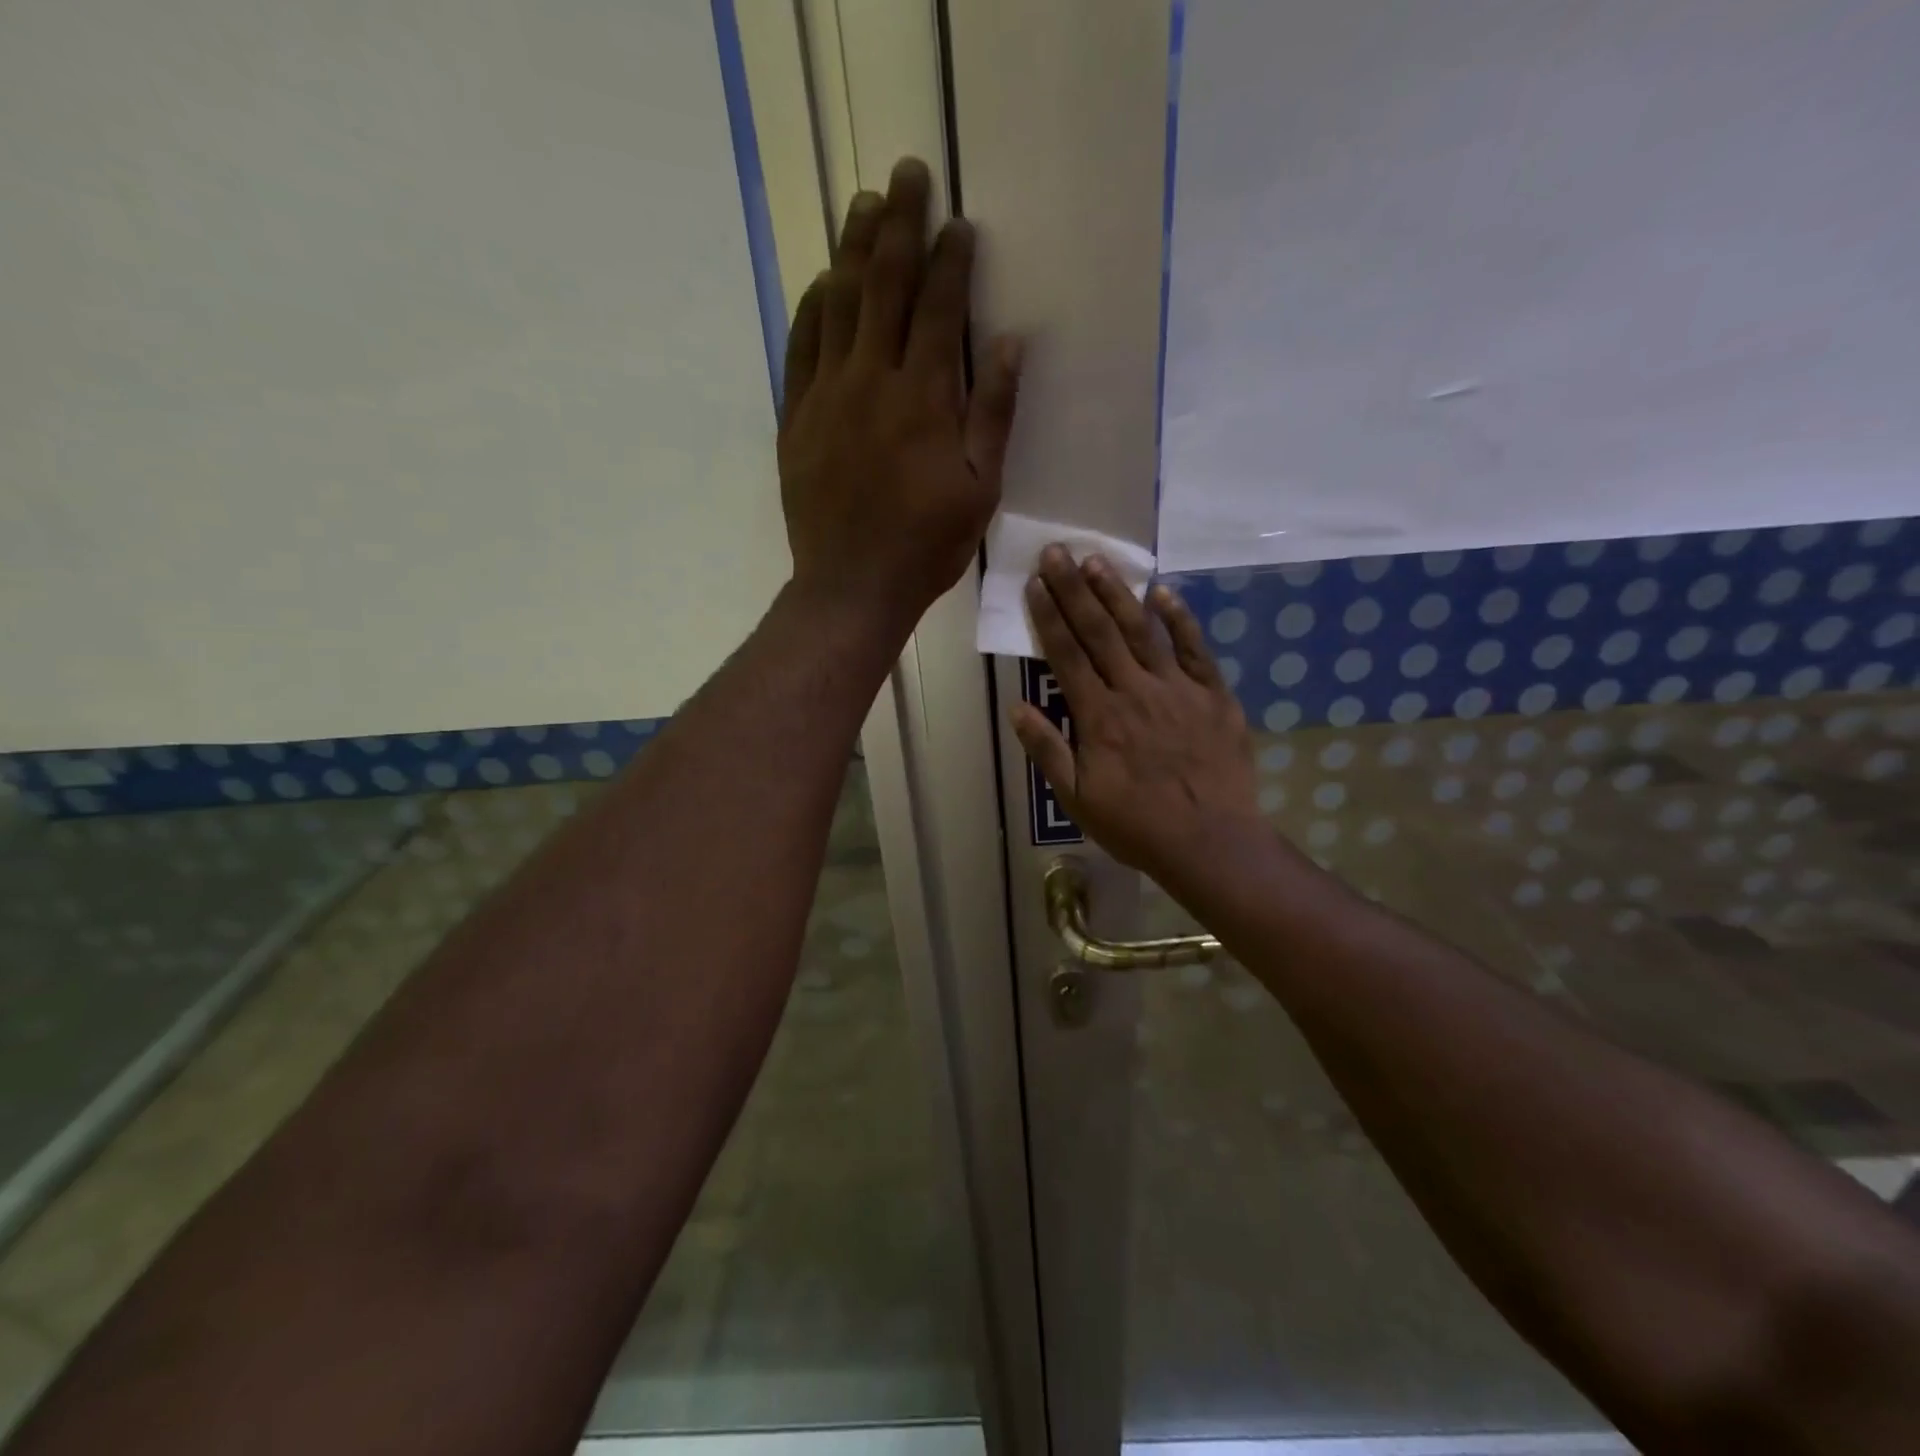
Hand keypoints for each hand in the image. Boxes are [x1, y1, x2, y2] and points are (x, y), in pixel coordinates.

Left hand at [778, 157, 1022, 627]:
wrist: (851, 586)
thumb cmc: (927, 546)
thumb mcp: (980, 489)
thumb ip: (993, 413)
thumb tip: (1006, 341)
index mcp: (924, 398)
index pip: (938, 308)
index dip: (950, 260)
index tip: (958, 222)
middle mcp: (872, 381)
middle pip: (884, 285)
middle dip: (899, 224)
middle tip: (906, 174)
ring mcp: (826, 395)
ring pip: (838, 304)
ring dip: (853, 249)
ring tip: (864, 205)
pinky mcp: (796, 417)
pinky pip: (801, 346)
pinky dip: (813, 307)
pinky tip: (823, 283)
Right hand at [1012, 546, 1262, 885]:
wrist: (1210, 842)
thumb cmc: (1137, 825)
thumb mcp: (1078, 799)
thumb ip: (1048, 750)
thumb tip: (1018, 707)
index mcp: (1098, 717)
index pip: (1066, 655)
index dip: (1048, 616)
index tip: (1035, 582)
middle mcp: (1134, 691)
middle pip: (1099, 632)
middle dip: (1074, 590)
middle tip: (1057, 552)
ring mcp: (1177, 689)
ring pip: (1142, 631)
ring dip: (1117, 594)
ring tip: (1096, 561)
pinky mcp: (1213, 695)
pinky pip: (1194, 649)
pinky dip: (1179, 619)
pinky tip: (1163, 592)